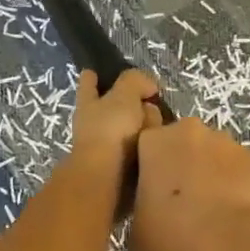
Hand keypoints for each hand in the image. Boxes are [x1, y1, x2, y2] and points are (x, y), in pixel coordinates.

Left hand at [67, 69, 161, 183]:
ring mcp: (105, 147)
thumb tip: (148, 87)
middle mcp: (93, 124)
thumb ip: (135, 81)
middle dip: (134, 104)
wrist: (106, 178)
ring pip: (131, 129)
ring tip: (161, 130)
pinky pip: (139, 150)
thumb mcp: (124, 95)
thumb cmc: (110, 130)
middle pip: (116, 107)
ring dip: (145, 128)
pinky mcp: (118, 167)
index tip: (95, 72)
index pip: (88, 84)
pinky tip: (160, 148)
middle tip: (151, 104)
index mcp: (88, 103)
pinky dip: (148, 148)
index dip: (92, 77)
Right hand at [129, 117, 249, 250]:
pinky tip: (233, 214)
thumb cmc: (174, 238)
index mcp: (155, 141)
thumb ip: (138, 208)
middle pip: (180, 144)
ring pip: (211, 155)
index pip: (144, 146)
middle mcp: (190, 132)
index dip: (146, 169)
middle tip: (178, 203)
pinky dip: (234, 185)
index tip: (147, 194)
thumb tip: (150, 210)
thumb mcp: (135, 231)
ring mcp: (227, 143)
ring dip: (208, 174)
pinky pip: (237, 170)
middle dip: (179, 165)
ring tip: (210, 211)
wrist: (235, 249)